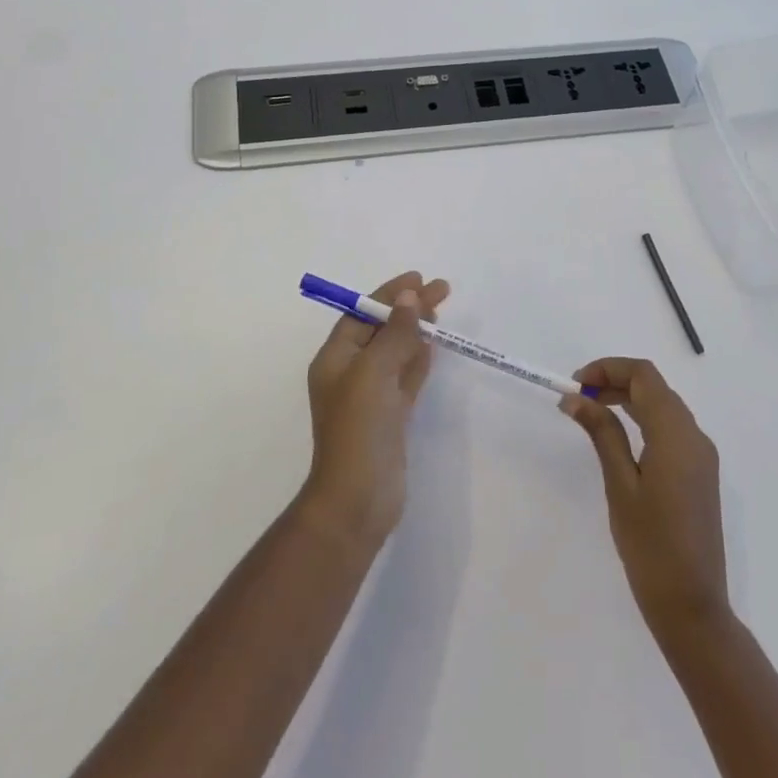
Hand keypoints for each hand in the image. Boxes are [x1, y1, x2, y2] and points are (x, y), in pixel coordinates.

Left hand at [299, 271, 449, 551]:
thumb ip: (395, 332)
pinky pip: (406, 377)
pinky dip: (418, 359)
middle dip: (409, 308)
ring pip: (396, 352)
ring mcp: (371, 396)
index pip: (362, 314)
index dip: (388, 294)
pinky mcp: (390, 416)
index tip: (418, 278)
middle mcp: (350, 373)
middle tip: (442, 289)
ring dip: (416, 330)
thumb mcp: (375, 371)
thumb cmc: (359, 427)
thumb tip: (409, 296)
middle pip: (382, 330)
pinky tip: (433, 345)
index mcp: (335, 359)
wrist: (359, 498)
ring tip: (441, 310)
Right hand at [562, 358, 729, 641]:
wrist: (692, 606)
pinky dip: (643, 420)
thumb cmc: (651, 546)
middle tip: (577, 398)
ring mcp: (701, 456)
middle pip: (655, 387)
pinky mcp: (699, 473)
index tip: (575, 385)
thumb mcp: (620, 485)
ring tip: (591, 412)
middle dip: (615, 381)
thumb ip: (602, 434)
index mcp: (676, 434)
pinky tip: (619, 437)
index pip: (644, 375)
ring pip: (663, 406)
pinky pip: (671, 429)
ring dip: (628, 399)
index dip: (608, 368)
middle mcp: (695, 436)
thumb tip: (575, 399)